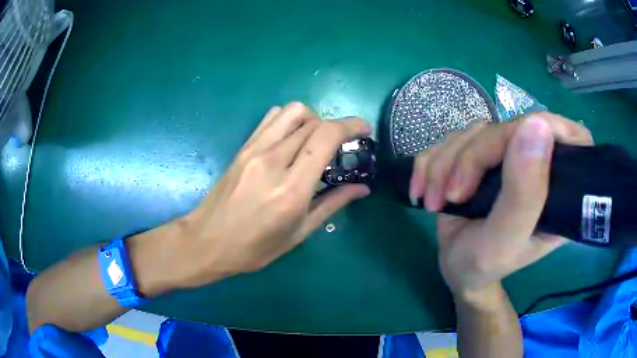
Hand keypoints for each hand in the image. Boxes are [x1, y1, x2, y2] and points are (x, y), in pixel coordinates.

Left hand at [173, 102, 371, 287]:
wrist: (207, 241)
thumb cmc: (254, 248)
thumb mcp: (299, 232)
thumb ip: (333, 204)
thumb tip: (362, 188)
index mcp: (291, 188)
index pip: (326, 137)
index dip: (351, 125)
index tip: (364, 130)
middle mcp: (273, 160)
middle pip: (313, 121)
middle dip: (335, 126)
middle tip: (341, 145)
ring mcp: (254, 149)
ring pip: (292, 111)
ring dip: (312, 119)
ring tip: (314, 141)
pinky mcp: (243, 147)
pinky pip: (272, 118)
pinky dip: (289, 121)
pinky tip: (291, 141)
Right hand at [409, 112, 592, 305]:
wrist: (455, 268)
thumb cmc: (483, 265)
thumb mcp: (504, 240)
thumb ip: (524, 192)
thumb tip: (536, 125)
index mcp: (561, 188)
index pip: (564, 134)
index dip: (535, 131)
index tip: (500, 163)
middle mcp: (539, 165)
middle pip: (508, 128)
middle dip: (470, 158)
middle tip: (451, 195)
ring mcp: (508, 157)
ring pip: (475, 131)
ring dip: (444, 164)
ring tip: (433, 200)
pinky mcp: (483, 155)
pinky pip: (452, 138)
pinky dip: (430, 162)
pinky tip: (422, 190)